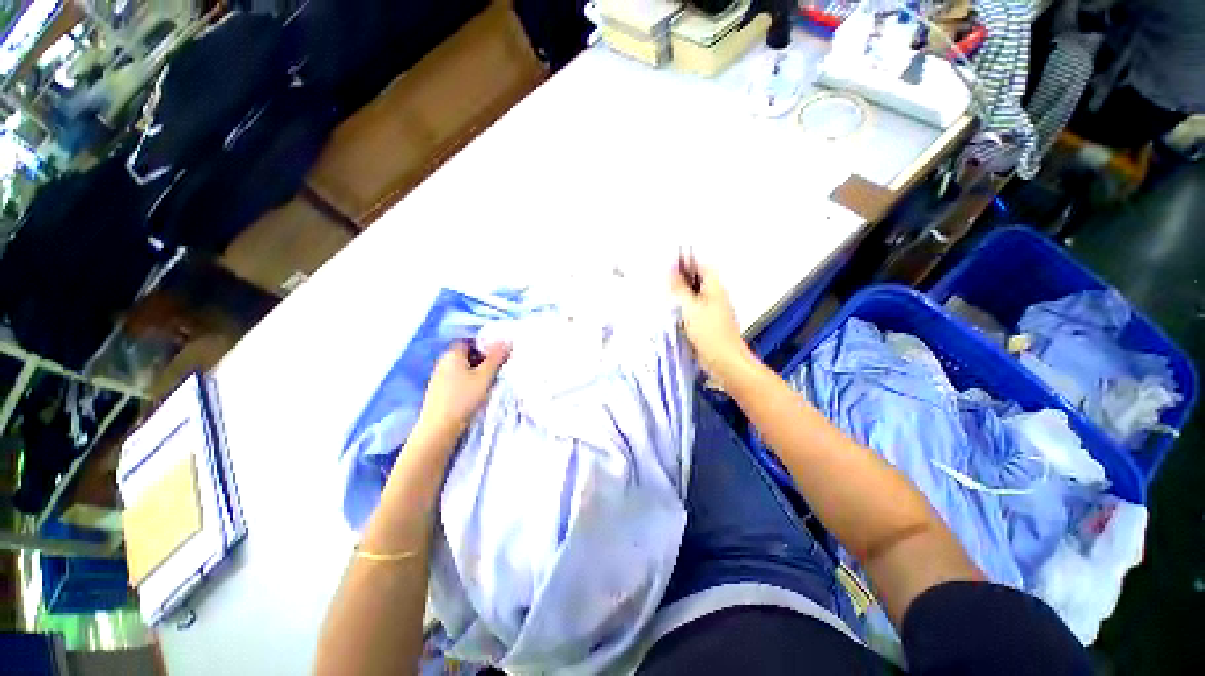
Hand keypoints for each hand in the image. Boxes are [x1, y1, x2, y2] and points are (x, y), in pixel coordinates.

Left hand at [414, 341, 509, 441]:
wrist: (439, 429)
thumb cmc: (463, 398)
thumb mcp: (485, 376)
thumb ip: (496, 357)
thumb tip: (507, 340)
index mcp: (452, 354)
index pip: (470, 341)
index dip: (485, 345)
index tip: (498, 355)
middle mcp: (443, 362)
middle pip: (466, 354)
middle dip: (482, 359)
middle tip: (497, 368)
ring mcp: (439, 377)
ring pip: (462, 368)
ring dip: (476, 372)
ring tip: (489, 381)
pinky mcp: (439, 391)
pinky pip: (457, 379)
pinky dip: (468, 382)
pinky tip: (476, 392)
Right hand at [670, 261, 752, 384]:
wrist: (724, 360)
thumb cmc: (708, 332)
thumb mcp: (690, 307)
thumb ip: (680, 288)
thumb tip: (671, 268)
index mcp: (715, 288)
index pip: (702, 266)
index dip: (687, 263)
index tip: (669, 265)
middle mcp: (716, 296)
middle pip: (699, 281)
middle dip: (682, 279)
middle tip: (664, 282)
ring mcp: (714, 311)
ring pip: (696, 297)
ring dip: (682, 295)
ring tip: (666, 297)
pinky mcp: (710, 325)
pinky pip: (695, 311)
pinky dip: (685, 310)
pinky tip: (674, 315)